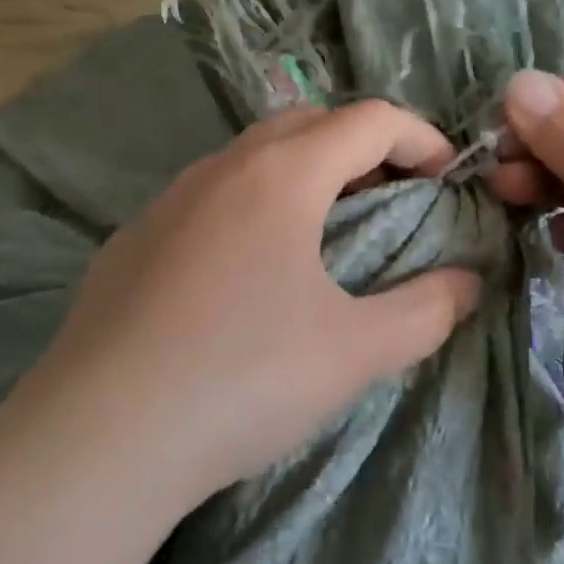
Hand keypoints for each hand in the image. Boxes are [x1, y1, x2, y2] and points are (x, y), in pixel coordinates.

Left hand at [30, 101, 482, 508]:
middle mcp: (222, 168)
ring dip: (306, 171)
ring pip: (254, 154)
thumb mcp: (356, 352)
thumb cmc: (241, 380)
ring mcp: (168, 199)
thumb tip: (468, 284)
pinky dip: (255, 201)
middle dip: (364, 147)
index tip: (447, 178)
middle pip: (309, 121)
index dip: (420, 138)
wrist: (95, 442)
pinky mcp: (133, 238)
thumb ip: (427, 310)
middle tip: (394, 197)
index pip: (368, 120)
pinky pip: (211, 193)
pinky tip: (252, 268)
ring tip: (330, 228)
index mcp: (281, 175)